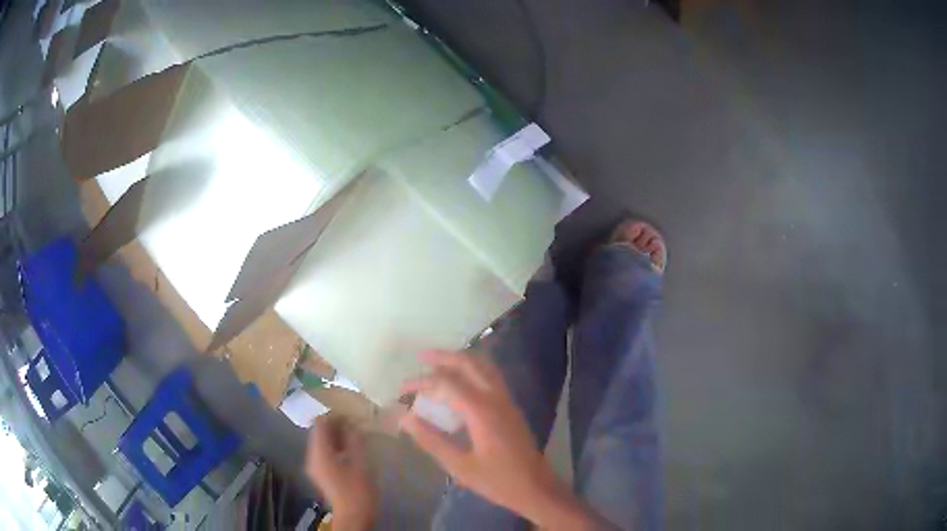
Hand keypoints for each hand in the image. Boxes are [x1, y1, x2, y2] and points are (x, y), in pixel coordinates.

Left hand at [305, 414, 377, 529]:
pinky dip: (335, 448)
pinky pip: (324, 453)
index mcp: (319, 452)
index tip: (351, 416)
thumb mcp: (361, 462)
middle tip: (355, 426)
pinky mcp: (320, 473)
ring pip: (322, 443)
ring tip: (355, 438)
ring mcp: (314, 466)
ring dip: (336, 438)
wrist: (353, 516)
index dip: (334, 416)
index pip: (320, 423)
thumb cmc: (358, 490)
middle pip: (319, 432)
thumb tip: (351, 423)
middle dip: (336, 427)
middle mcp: (311, 456)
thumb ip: (354, 440)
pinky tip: (350, 452)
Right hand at [400, 351, 604, 528]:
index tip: (401, 388)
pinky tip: (461, 383)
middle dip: (444, 357)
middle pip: (470, 364)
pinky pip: (492, 377)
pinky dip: (473, 370)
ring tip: (438, 364)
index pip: (447, 383)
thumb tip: (404, 417)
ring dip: (461, 361)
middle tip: (421, 357)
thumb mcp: (459, 466)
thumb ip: (431, 440)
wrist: (536, 487)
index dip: (422, 382)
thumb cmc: (497, 480)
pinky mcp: (511, 407)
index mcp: (482, 411)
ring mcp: (507, 401)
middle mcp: (496, 398)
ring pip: (484, 367)